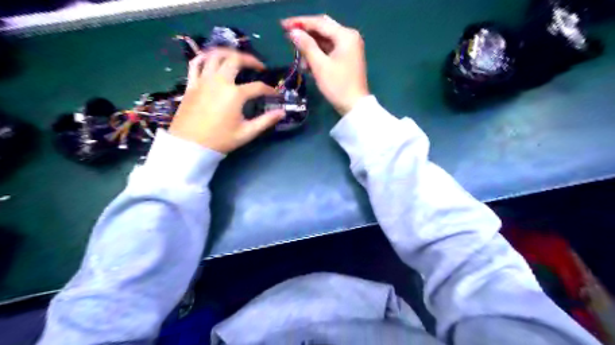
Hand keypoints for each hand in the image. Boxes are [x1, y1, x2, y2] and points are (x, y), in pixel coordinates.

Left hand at [168, 47, 283, 152]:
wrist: (190, 145)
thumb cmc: (220, 140)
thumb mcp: (247, 133)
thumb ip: (266, 121)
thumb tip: (282, 113)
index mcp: (235, 94)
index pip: (258, 87)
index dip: (269, 90)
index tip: (275, 94)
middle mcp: (219, 81)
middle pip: (236, 60)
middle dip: (250, 60)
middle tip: (258, 66)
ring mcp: (203, 80)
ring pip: (215, 56)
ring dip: (228, 53)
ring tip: (237, 58)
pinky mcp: (191, 84)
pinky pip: (196, 63)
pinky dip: (204, 58)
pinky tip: (211, 59)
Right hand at [280, 15, 366, 114]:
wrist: (354, 106)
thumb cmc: (338, 86)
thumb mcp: (320, 66)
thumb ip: (306, 46)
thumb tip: (293, 32)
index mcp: (345, 36)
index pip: (319, 23)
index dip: (300, 23)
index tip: (283, 25)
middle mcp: (349, 37)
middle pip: (322, 29)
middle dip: (305, 34)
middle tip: (288, 36)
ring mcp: (349, 48)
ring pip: (325, 41)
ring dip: (311, 48)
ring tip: (299, 59)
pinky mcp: (346, 58)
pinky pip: (329, 51)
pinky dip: (318, 55)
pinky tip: (307, 64)